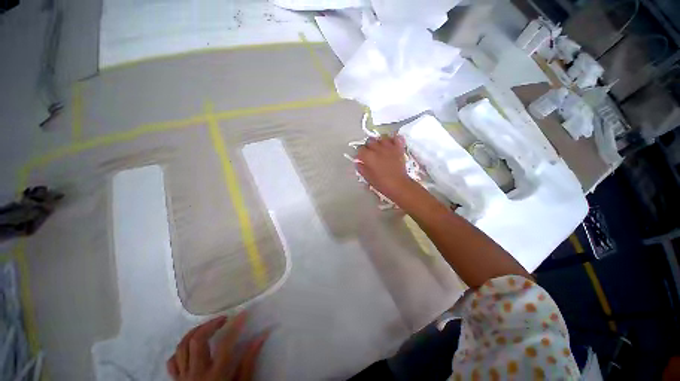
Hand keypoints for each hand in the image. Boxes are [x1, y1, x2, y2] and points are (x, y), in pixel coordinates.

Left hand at [167, 311, 268, 380]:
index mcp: (216, 376)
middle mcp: (197, 373)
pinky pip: (172, 361)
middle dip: (211, 325)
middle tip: (223, 319)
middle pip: (198, 341)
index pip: (225, 344)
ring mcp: (183, 377)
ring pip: (182, 347)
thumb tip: (261, 336)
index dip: (235, 326)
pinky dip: (180, 350)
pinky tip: (191, 347)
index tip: (243, 314)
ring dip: (194, 332)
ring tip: (207, 326)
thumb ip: (249, 362)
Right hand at [356, 135, 414, 201]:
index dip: (360, 154)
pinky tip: (391, 144)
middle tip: (369, 153)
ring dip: (379, 142)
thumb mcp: (368, 178)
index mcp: (369, 156)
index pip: (360, 149)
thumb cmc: (382, 184)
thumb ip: (361, 169)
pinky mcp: (399, 148)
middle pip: (370, 141)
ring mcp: (389, 147)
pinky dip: (393, 139)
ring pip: (381, 137)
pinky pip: (396, 138)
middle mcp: (378, 149)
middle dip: (368, 146)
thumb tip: (358, 163)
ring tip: (380, 148)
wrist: (399, 185)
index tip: (361, 158)